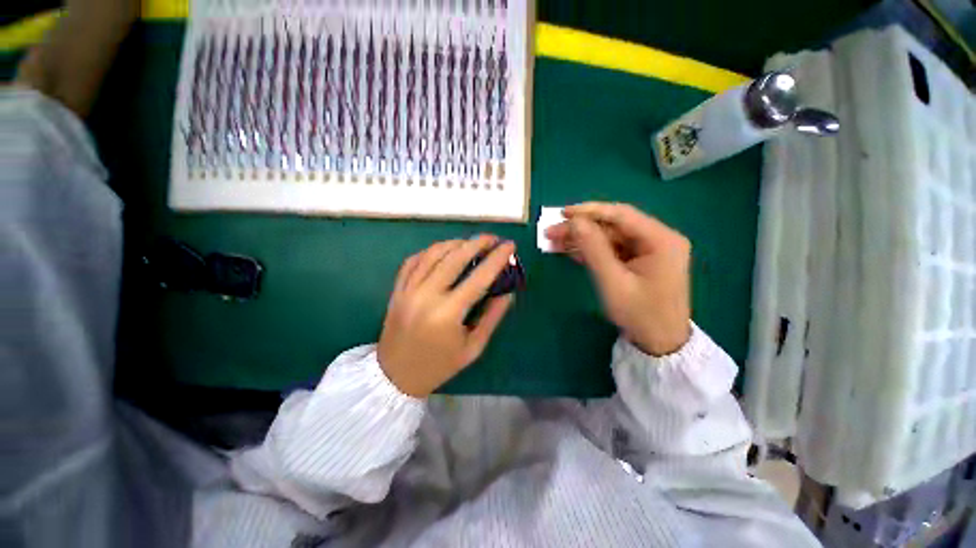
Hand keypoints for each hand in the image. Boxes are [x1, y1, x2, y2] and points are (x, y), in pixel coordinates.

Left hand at [377, 236, 515, 397]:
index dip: (497, 258)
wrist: (395, 376)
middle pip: (455, 257)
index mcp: (448, 314)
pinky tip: (444, 251)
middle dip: (477, 243)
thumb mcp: (473, 348)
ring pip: (433, 253)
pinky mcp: (397, 289)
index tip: (509, 245)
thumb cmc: (439, 366)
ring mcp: (408, 290)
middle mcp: (426, 296)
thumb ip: (492, 317)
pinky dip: (431, 250)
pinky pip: (414, 260)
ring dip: (455, 243)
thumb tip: (508, 292)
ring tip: (471, 243)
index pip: (479, 277)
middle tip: (492, 239)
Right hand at [546, 202, 691, 355]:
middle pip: (613, 226)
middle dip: (580, 229)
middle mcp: (658, 239)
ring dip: (582, 240)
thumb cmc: (639, 314)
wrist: (659, 343)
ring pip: (609, 237)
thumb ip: (593, 249)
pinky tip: (571, 251)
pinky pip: (612, 250)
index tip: (562, 213)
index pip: (621, 214)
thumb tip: (574, 221)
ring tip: (554, 243)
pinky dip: (591, 251)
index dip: (589, 211)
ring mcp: (648, 250)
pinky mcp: (638, 261)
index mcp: (661, 239)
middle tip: (551, 233)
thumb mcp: (613, 281)